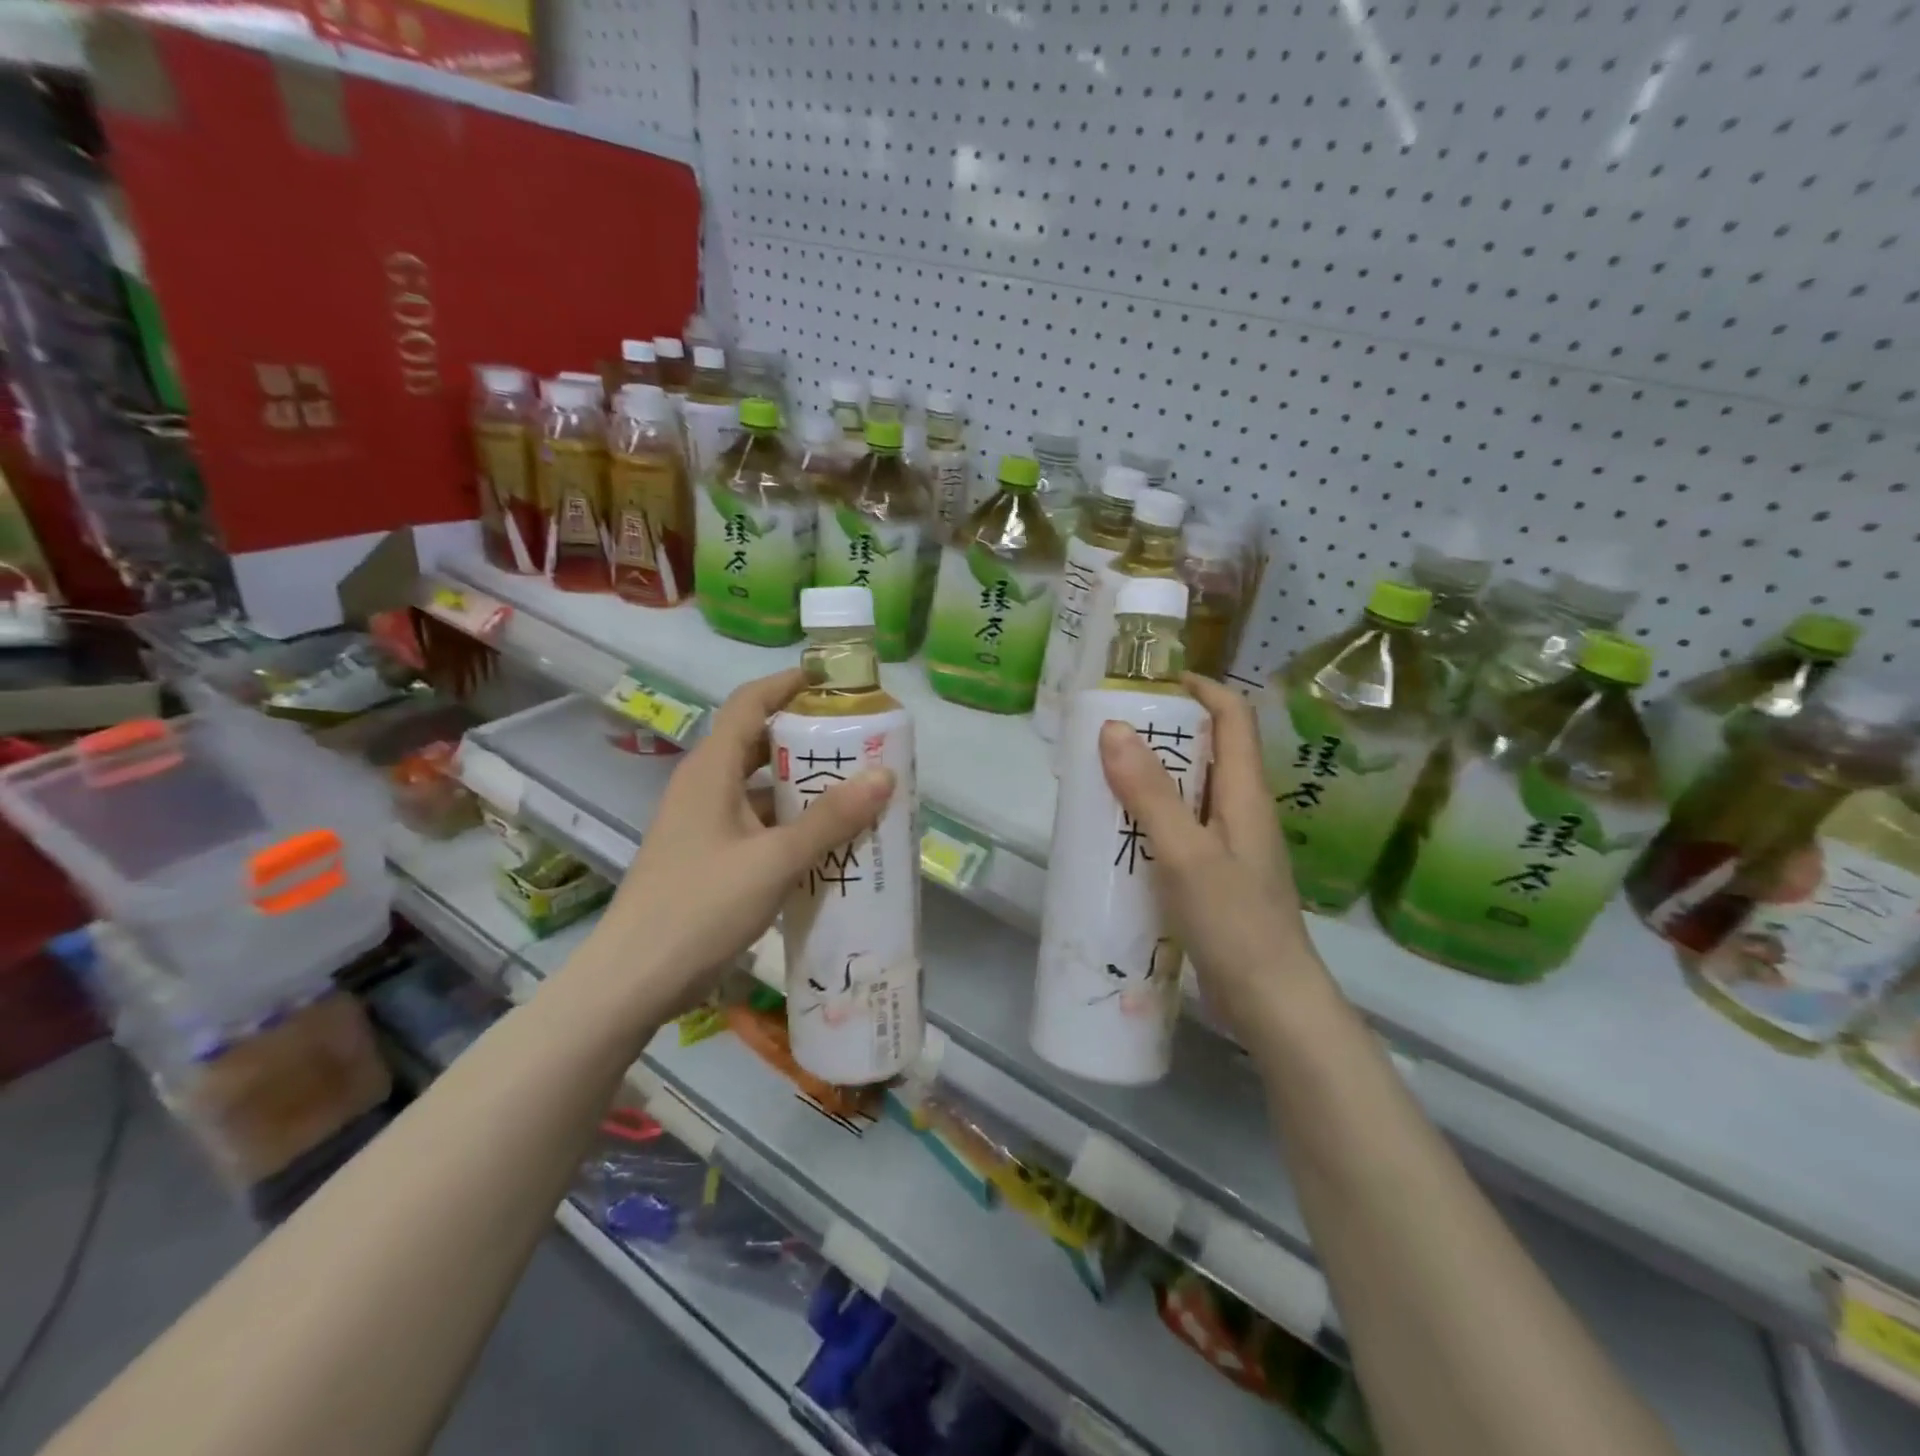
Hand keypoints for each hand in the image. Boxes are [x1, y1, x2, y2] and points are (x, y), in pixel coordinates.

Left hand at [575, 669, 895, 1016]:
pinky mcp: (709, 857)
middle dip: (811, 743)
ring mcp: (704, 824)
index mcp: (711, 770)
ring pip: (762, 790)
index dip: (789, 685)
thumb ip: (830, 819)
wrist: (634, 980)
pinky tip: (829, 845)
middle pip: (760, 745)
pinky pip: (758, 825)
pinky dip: (792, 826)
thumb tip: (884, 775)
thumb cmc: (700, 906)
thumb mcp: (774, 860)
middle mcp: (705, 787)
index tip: (835, 683)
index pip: (750, 703)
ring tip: (858, 795)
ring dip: (805, 790)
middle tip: (862, 747)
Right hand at [1098, 675, 1325, 1040]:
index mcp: (1245, 794)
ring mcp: (1229, 848)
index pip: (1233, 717)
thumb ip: (1150, 792)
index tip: (1152, 681)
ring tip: (1100, 779)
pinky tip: (1116, 837)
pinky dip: (1149, 821)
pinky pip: (1180, 832)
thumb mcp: (1185, 852)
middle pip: (1208, 752)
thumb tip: (1113, 726)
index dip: (1200, 688)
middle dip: (1162, 734)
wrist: (1271, 1003)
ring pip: (1189, 794)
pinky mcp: (1214, 878)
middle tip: (1108, 734)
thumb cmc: (1235, 922)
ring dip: (1150, 779)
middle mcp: (1241, 812)